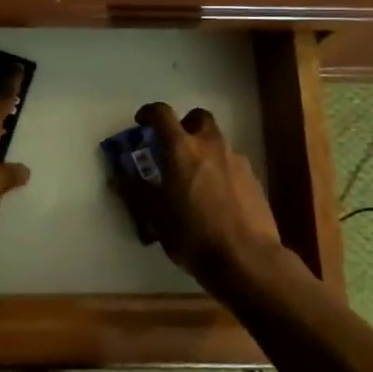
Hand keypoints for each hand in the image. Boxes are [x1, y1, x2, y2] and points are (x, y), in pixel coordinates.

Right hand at [114, 103, 283, 287]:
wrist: (247, 258)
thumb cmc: (193, 235)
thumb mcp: (155, 216)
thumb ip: (135, 191)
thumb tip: (118, 176)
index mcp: (181, 149)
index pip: (162, 113)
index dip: (149, 112)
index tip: (142, 122)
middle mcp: (210, 145)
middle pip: (199, 118)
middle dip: (185, 125)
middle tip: (174, 146)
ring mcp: (236, 160)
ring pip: (218, 141)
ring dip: (204, 149)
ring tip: (195, 178)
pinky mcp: (254, 179)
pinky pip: (232, 163)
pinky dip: (221, 170)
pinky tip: (217, 197)